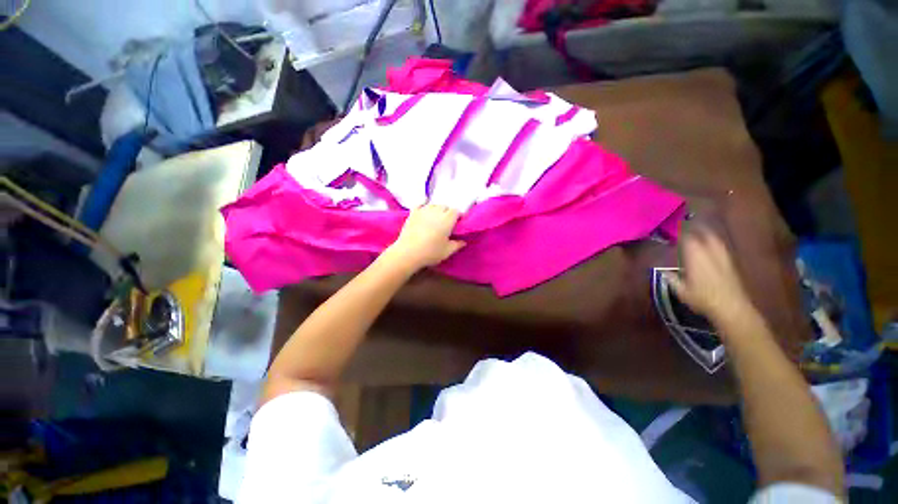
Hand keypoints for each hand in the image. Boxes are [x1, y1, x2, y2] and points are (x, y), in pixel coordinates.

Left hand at [385, 205, 464, 270]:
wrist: (408, 253)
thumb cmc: (430, 252)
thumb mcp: (447, 251)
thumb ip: (457, 245)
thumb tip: (463, 242)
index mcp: (447, 219)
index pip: (456, 211)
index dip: (458, 216)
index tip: (458, 223)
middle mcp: (436, 211)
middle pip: (445, 206)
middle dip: (447, 212)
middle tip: (447, 223)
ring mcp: (423, 211)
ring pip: (433, 205)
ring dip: (436, 210)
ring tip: (435, 219)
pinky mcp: (412, 213)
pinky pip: (420, 204)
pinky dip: (423, 206)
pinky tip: (424, 211)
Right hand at [664, 228, 755, 327]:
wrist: (732, 307)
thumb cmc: (702, 298)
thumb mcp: (681, 290)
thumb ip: (671, 278)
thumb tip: (661, 271)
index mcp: (695, 256)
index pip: (687, 237)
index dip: (679, 232)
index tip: (672, 229)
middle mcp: (710, 252)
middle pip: (703, 234)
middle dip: (695, 229)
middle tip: (686, 227)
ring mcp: (723, 256)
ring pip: (715, 239)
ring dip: (706, 234)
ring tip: (699, 233)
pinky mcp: (731, 263)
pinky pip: (721, 247)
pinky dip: (715, 243)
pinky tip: (711, 247)